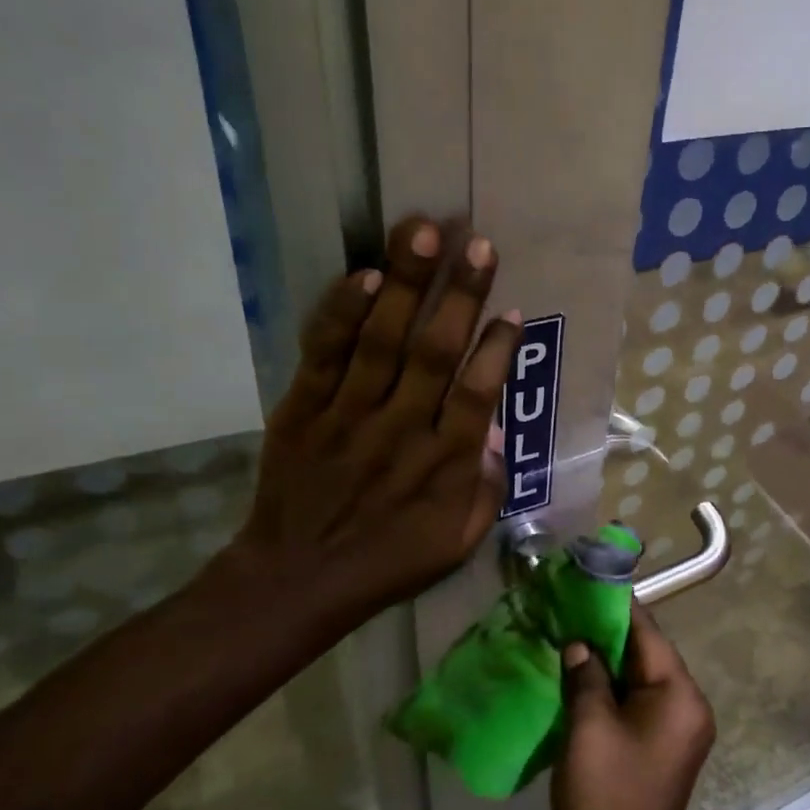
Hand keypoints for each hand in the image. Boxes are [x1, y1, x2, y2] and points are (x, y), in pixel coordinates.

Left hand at [228, 215, 519, 633]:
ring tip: (423, 230)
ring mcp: (348, 416)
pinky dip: (342, 314)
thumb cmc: (388, 563)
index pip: (477, 393)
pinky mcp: (303, 409)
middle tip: (477, 243)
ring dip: (404, 284)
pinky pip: (325, 354)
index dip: (497, 349)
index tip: (512, 311)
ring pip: (381, 340)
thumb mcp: (457, 545)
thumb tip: (494, 436)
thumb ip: (485, 493)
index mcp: (443, 465)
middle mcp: (401, 430)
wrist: (297, 579)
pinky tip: (362, 275)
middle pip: (434, 352)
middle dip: (459, 295)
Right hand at [553, 606, 715, 809]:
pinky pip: (633, 702)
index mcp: (678, 694)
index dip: (613, 606)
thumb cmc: (607, 799)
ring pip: (635, 678)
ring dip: (602, 662)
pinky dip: (606, 690)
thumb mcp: (589, 730)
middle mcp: (686, 703)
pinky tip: (573, 680)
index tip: (580, 583)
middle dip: (603, 633)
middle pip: (643, 653)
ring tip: (561, 637)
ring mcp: (674, 727)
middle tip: (562, 610)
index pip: (647, 632)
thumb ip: (585, 677)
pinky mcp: (658, 745)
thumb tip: (579, 645)